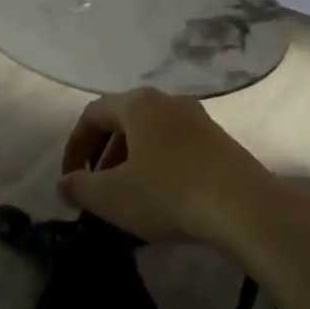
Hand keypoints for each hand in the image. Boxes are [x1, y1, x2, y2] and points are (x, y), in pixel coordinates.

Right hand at [56, 89, 277, 250]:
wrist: (245, 208)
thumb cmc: (168, 193)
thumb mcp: (112, 196)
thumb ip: (80, 187)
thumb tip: (64, 183)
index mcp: (138, 104)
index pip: (92, 114)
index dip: (74, 146)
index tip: (69, 178)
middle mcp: (167, 101)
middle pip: (123, 121)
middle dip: (103, 155)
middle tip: (96, 188)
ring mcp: (198, 119)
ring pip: (151, 135)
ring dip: (131, 162)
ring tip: (127, 197)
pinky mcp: (220, 142)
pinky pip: (176, 147)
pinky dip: (158, 166)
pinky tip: (162, 199)